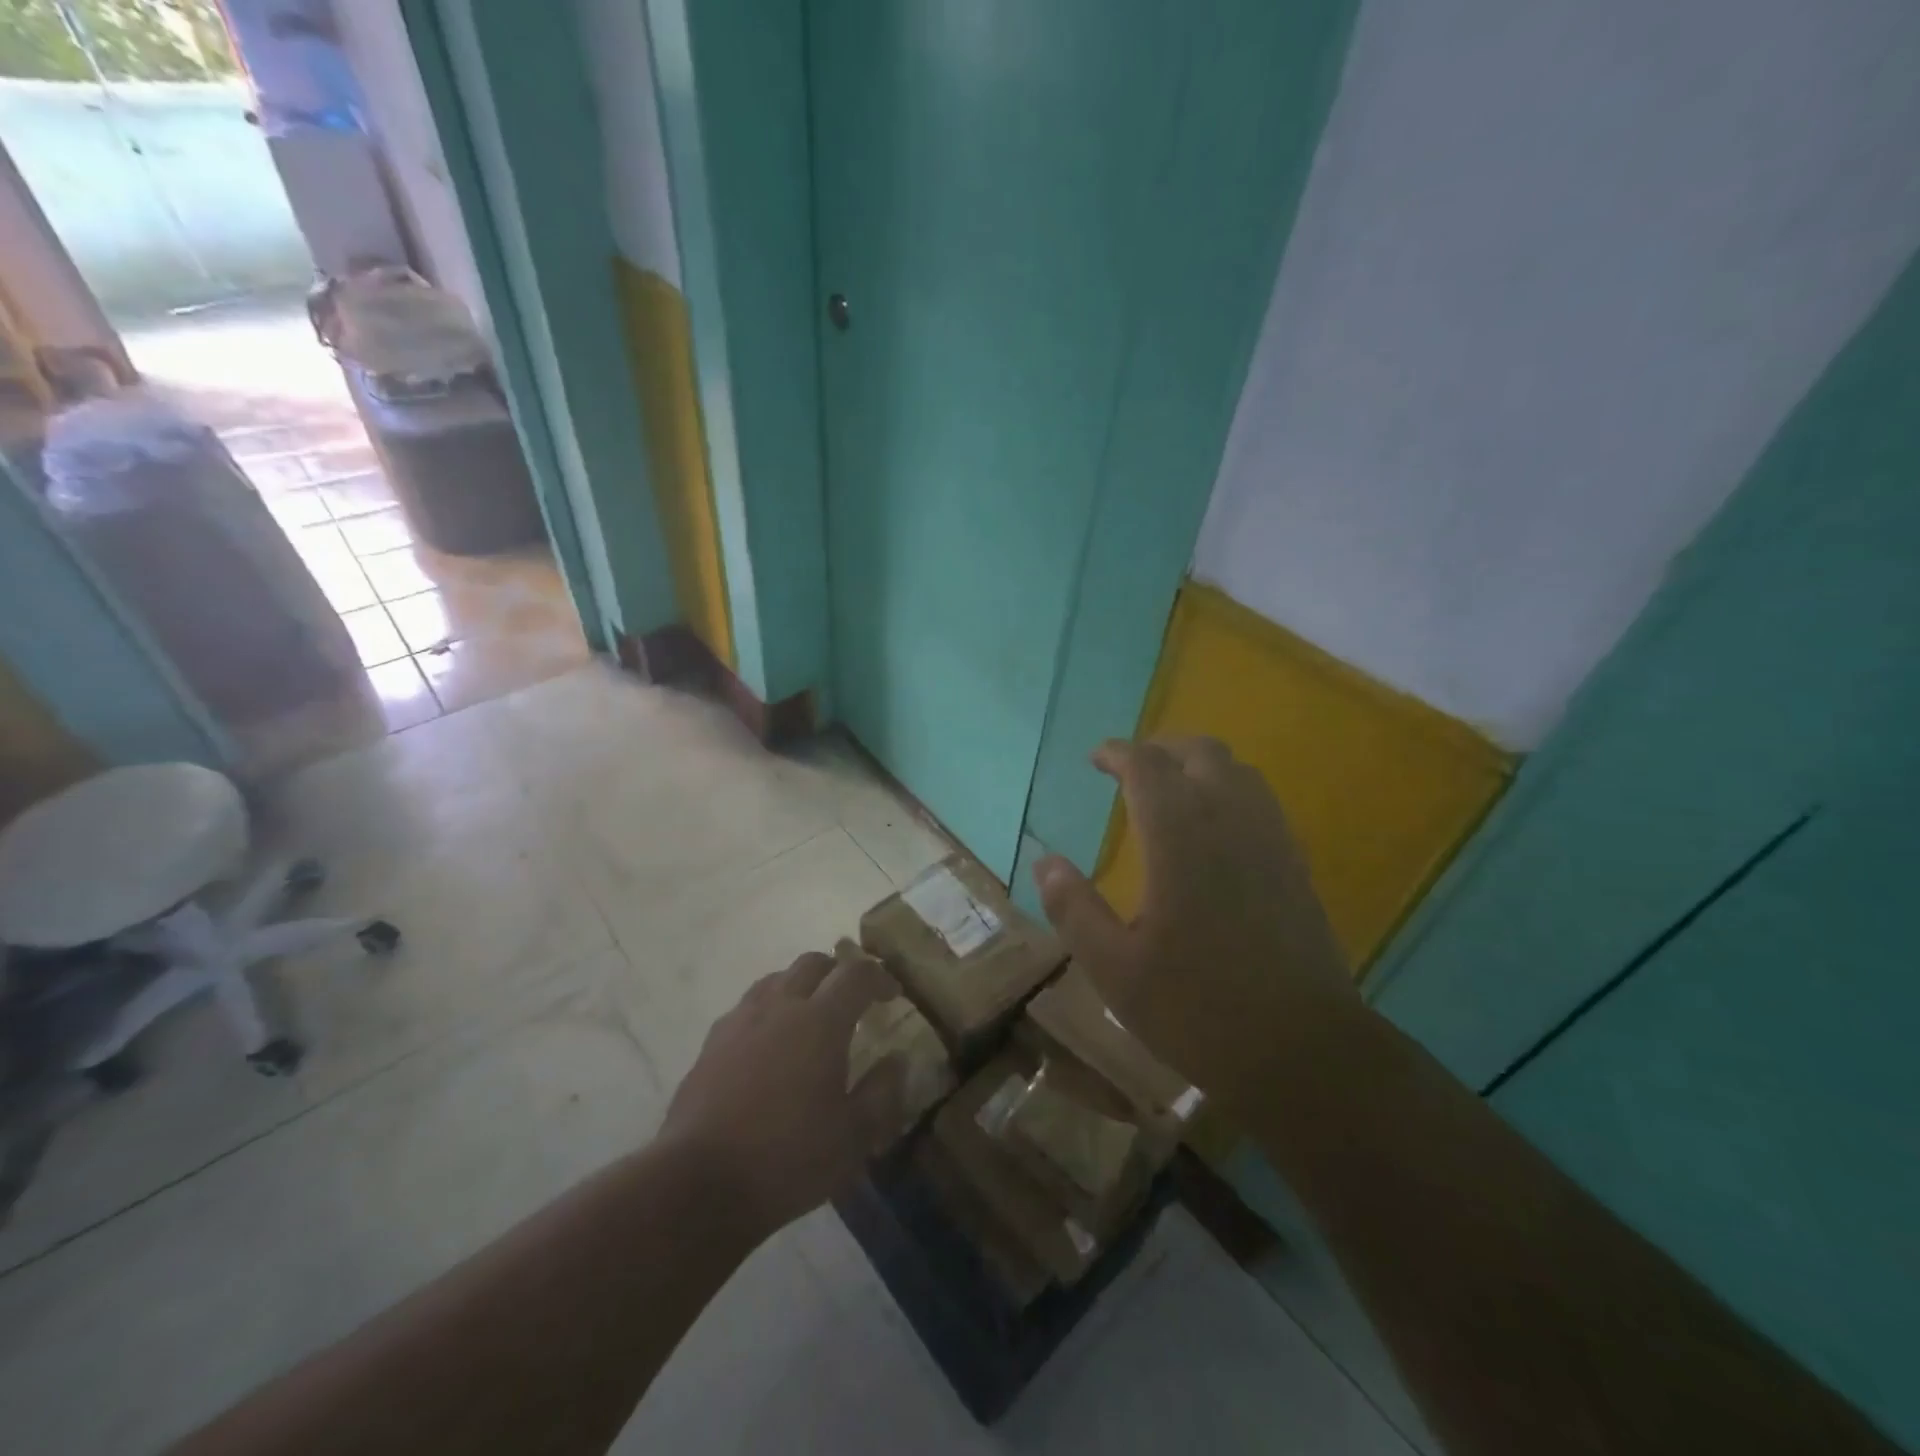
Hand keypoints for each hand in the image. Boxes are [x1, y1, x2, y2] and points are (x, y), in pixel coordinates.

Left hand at [660, 948, 902, 1241]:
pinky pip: (748, 1006)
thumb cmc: (787, 1158)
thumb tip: (896, 1061)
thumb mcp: (853, 1138)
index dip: (879, 978)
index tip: (892, 995)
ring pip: (776, 979)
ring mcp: (741, 1020)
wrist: (698, 1183)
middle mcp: (780, 1006)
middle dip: (838, 972)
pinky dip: (769, 1010)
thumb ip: (882, 1093)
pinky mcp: (712, 1042)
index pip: (857, 974)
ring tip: (810, 1017)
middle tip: (852, 999)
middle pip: (813, 963)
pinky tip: (769, 1044)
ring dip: (801, 986)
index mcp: (821, 1021)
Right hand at [1033, 737, 1361, 1117]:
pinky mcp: (1294, 864)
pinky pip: (1260, 800)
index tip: (1096, 759)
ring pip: (1236, 770)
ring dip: (1197, 765)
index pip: (1147, 766)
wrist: (1304, 1051)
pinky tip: (1212, 828)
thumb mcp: (1115, 968)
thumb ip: (1074, 908)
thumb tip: (1046, 862)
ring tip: (1168, 789)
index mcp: (1180, 838)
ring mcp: (1270, 839)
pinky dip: (1228, 789)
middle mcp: (1229, 822)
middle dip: (1160, 749)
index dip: (1117, 753)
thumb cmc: (1198, 1010)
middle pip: (1199, 752)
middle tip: (1129, 769)